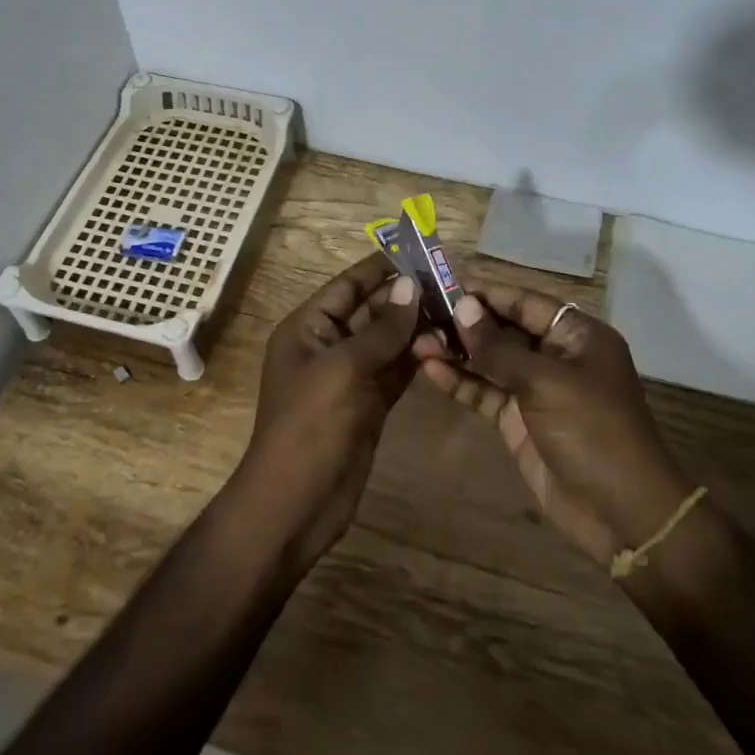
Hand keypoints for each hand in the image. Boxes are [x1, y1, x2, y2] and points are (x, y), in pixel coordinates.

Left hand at [232, 253, 421, 568]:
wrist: (297, 503)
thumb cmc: (310, 425)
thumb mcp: (344, 369)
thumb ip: (381, 329)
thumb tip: (411, 286)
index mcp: (308, 328)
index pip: (347, 286)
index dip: (379, 268)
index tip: (418, 251)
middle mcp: (328, 346)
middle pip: (370, 312)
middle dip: (407, 298)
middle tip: (452, 283)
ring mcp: (350, 377)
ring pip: (387, 342)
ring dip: (417, 328)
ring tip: (458, 311)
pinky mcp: (369, 404)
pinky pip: (395, 371)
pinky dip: (417, 359)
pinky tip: (447, 347)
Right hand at [413, 285, 690, 565]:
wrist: (621, 513)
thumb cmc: (593, 432)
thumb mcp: (546, 383)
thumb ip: (499, 347)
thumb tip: (463, 307)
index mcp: (577, 336)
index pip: (525, 302)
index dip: (486, 294)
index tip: (443, 285)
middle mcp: (557, 357)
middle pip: (505, 330)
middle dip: (465, 324)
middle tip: (421, 315)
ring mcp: (536, 391)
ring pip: (491, 362)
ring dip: (457, 353)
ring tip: (417, 343)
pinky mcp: (519, 421)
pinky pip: (486, 393)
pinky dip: (460, 383)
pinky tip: (430, 371)